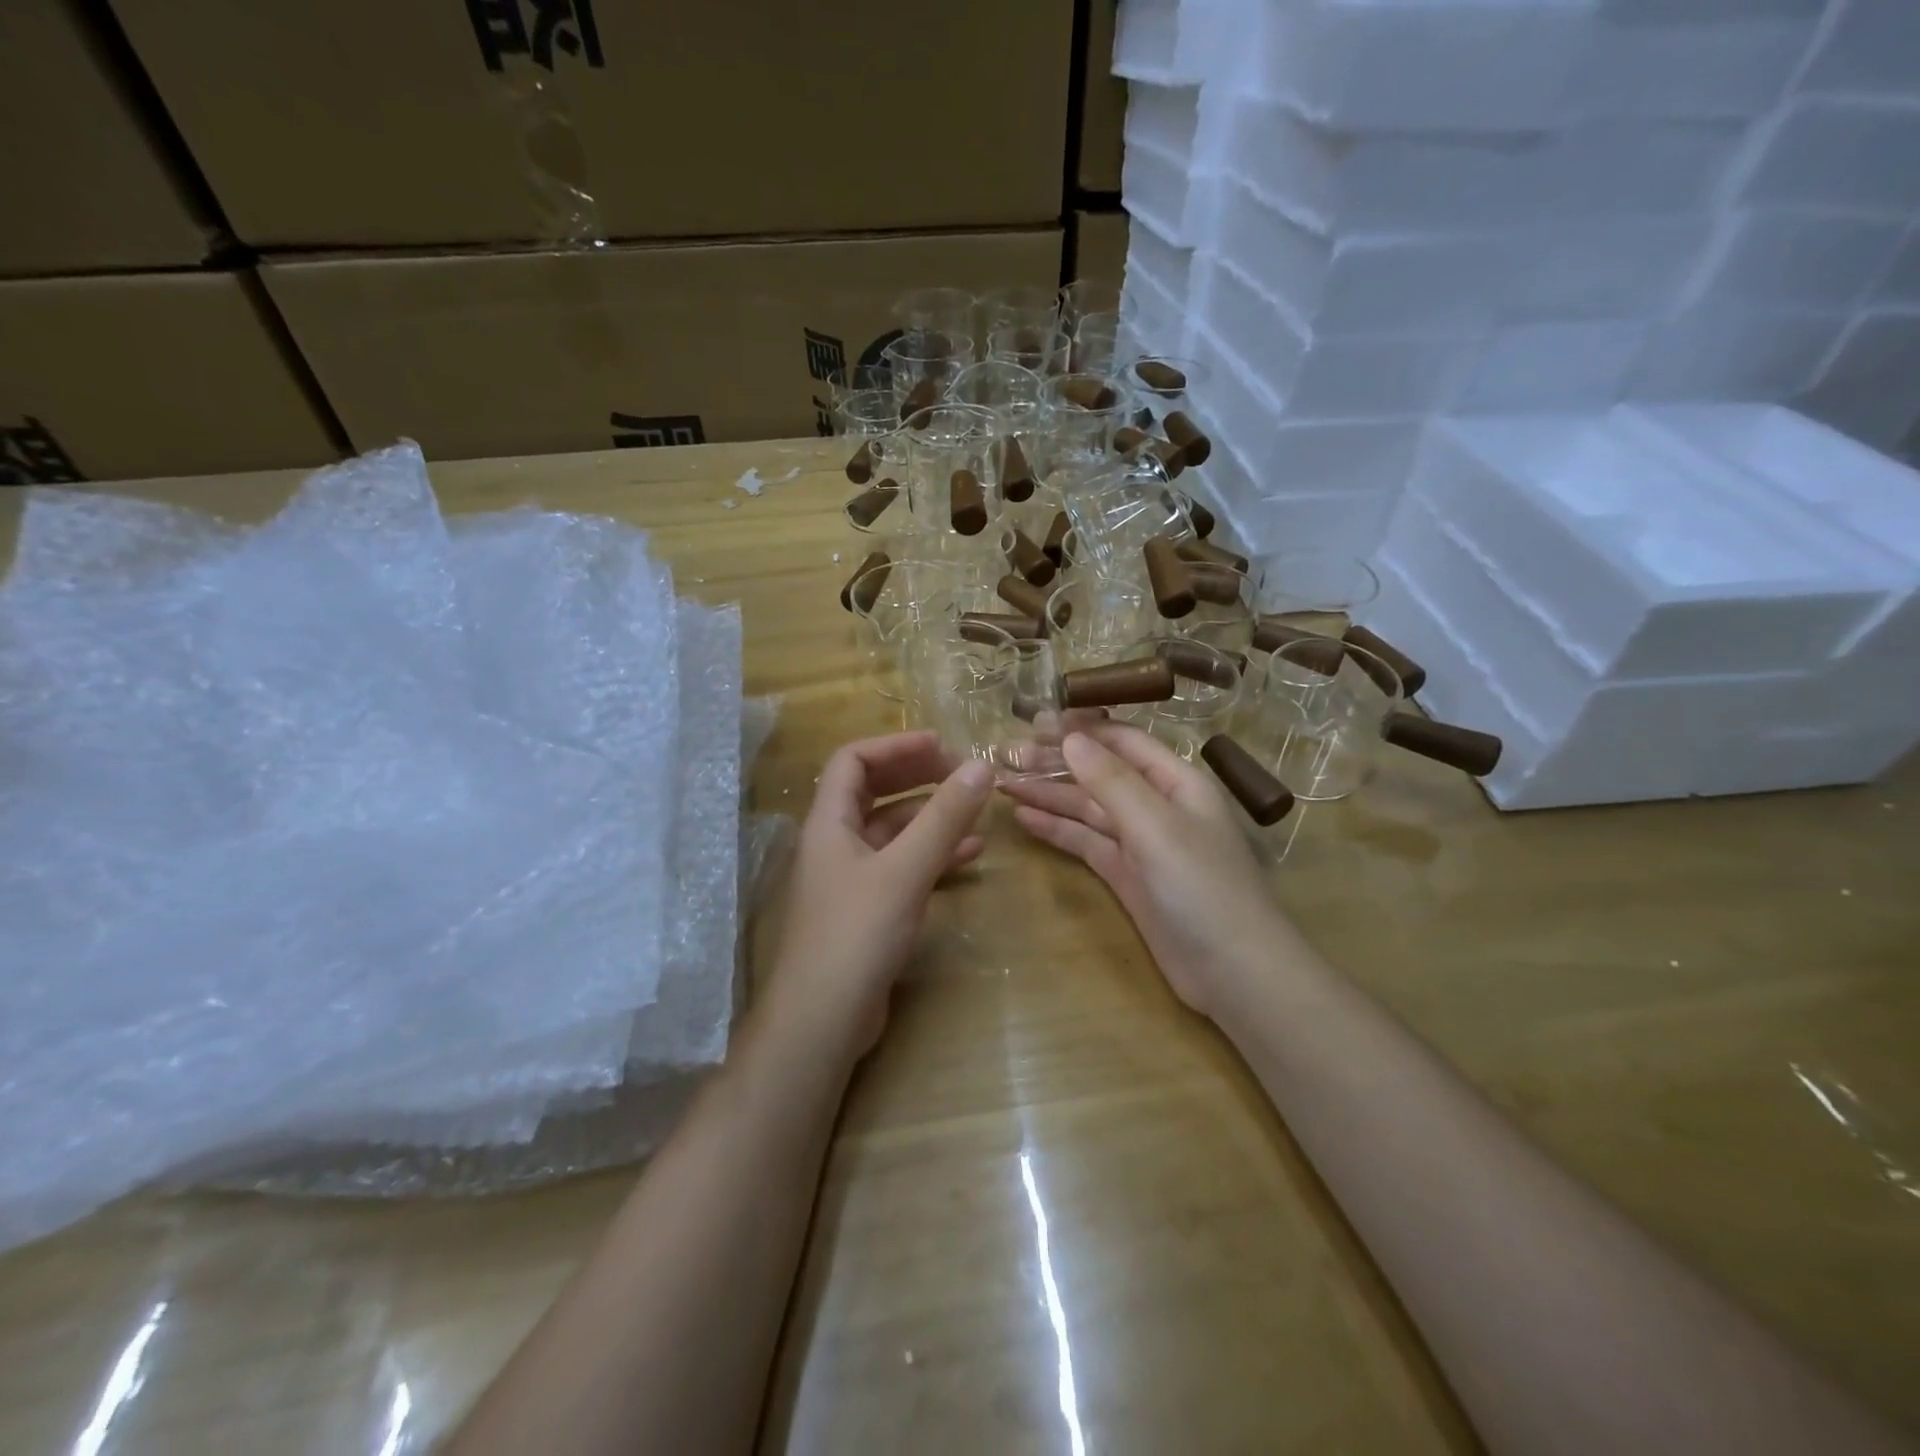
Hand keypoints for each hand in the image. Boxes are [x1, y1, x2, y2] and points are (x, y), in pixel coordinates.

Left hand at [769, 732, 992, 1056]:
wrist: (822, 1020)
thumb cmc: (856, 934)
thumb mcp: (905, 870)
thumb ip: (943, 818)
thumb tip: (981, 767)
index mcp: (829, 822)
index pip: (853, 760)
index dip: (896, 745)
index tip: (942, 745)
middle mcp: (835, 842)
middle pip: (874, 791)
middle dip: (917, 777)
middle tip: (962, 773)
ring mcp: (850, 877)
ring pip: (892, 831)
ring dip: (931, 817)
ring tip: (976, 812)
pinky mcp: (867, 908)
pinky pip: (901, 866)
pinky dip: (932, 855)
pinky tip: (969, 856)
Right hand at [1000, 724, 1286, 1018]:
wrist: (1233, 972)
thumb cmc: (1202, 887)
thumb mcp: (1157, 827)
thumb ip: (1112, 782)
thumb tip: (1071, 738)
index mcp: (1176, 782)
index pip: (1123, 741)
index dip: (1081, 729)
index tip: (1034, 721)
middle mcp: (1157, 805)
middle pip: (1100, 773)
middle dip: (1055, 762)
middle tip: (1006, 754)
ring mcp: (1141, 843)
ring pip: (1088, 808)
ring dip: (1049, 795)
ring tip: (1003, 783)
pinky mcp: (1126, 876)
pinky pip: (1087, 842)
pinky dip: (1058, 830)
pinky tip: (1024, 819)